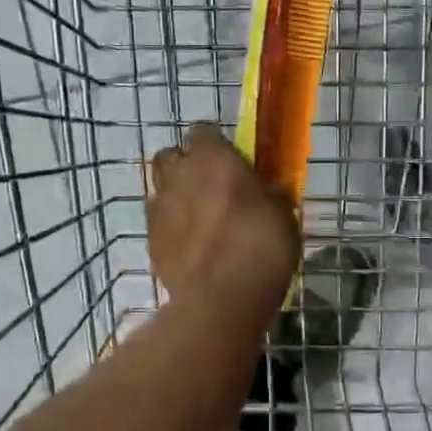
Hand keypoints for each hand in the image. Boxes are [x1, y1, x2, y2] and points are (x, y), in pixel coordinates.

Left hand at [147, 124, 299, 323]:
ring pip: (160, 189)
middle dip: (186, 166)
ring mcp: (159, 208)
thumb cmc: (261, 247)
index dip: (215, 144)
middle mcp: (179, 174)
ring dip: (176, 197)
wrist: (221, 299)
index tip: (230, 160)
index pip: (204, 131)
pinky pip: (159, 223)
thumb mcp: (282, 213)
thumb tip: (265, 187)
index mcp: (213, 158)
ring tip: (199, 220)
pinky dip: (171, 229)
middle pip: (171, 156)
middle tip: (210, 187)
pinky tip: (191, 247)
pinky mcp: (150, 240)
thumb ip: (266, 192)